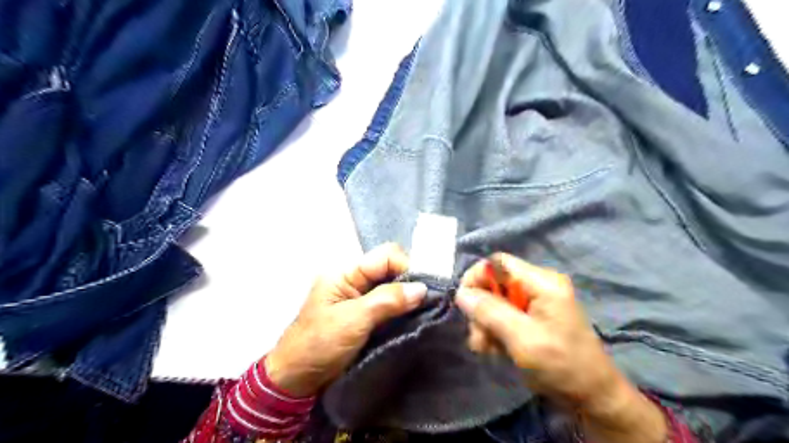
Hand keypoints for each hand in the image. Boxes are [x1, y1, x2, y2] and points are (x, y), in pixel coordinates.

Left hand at [263, 245, 425, 396]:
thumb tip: (422, 288)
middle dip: (410, 282)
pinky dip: (402, 310)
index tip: (425, 289)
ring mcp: (360, 299)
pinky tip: (414, 317)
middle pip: (390, 269)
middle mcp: (354, 281)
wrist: (296, 381)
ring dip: (408, 298)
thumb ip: (387, 300)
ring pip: (392, 287)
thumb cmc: (319, 346)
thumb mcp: (353, 321)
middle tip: (429, 301)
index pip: (385, 256)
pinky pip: (389, 304)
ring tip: (426, 310)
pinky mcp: (365, 316)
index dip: (407, 267)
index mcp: (345, 273)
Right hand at [457, 254, 664, 442]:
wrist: (592, 397)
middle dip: (481, 309)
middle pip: (495, 283)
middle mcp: (538, 285)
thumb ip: (490, 312)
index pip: (498, 263)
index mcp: (542, 282)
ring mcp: (536, 301)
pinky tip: (495, 349)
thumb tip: (461, 293)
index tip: (464, 303)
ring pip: (495, 301)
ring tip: (485, 348)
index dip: (476, 278)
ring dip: (485, 323)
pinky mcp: (533, 316)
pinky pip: (504, 314)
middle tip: (478, 338)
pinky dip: (495, 330)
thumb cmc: (561, 365)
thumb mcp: (522, 338)